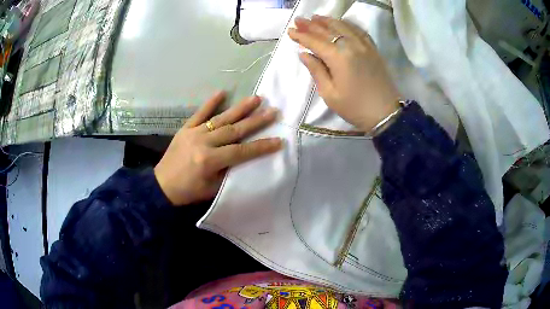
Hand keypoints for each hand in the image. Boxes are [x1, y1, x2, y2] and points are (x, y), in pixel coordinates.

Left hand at [154, 92, 281, 205]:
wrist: (161, 185)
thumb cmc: (188, 191)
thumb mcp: (212, 189)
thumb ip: (229, 172)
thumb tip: (244, 157)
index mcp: (210, 160)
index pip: (241, 151)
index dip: (261, 146)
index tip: (279, 140)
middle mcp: (203, 143)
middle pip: (234, 130)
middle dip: (256, 121)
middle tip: (273, 111)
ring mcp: (194, 132)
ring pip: (221, 118)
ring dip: (240, 108)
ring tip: (256, 98)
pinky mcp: (186, 128)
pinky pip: (200, 113)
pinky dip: (211, 102)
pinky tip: (222, 92)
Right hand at [288, 15, 400, 131]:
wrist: (385, 114)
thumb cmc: (355, 107)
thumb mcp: (330, 94)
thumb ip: (316, 70)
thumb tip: (304, 54)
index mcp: (339, 57)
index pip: (315, 41)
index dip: (301, 36)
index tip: (290, 31)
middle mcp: (351, 46)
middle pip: (328, 30)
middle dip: (311, 25)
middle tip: (298, 20)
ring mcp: (364, 46)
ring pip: (343, 26)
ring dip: (328, 21)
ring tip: (315, 17)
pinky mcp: (373, 49)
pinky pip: (358, 31)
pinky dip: (347, 24)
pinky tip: (341, 23)